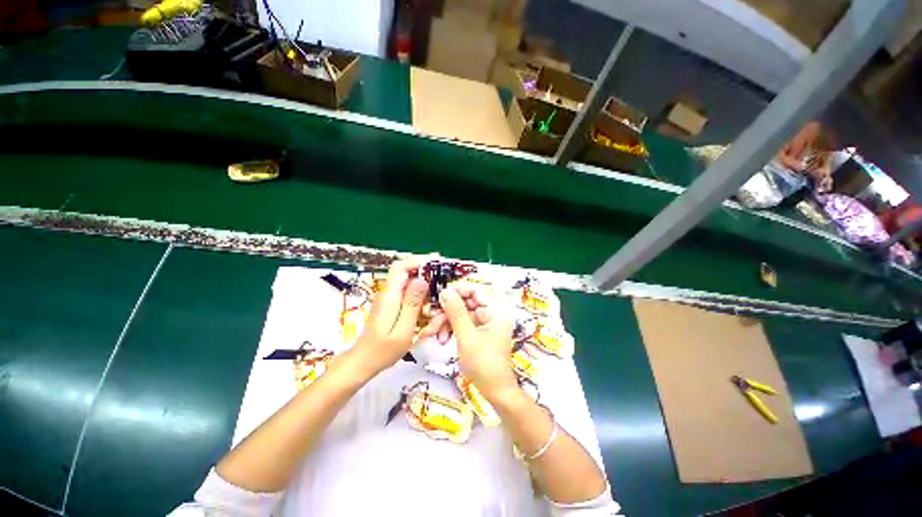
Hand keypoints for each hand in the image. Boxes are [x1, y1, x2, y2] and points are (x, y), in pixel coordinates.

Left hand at [351, 256, 430, 375]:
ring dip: (425, 290)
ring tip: (436, 305)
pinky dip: (420, 300)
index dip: (418, 261)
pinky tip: (427, 312)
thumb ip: (412, 304)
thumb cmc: (383, 350)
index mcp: (390, 296)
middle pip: (407, 273)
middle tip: (441, 286)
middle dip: (426, 276)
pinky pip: (408, 295)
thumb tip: (421, 279)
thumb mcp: (403, 329)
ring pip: (410, 284)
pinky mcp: (392, 305)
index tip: (436, 264)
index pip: (400, 266)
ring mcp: (389, 298)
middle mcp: (388, 293)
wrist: (363, 362)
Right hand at [439, 285, 517, 398]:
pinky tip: (443, 340)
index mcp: (495, 311)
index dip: (458, 290)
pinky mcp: (477, 333)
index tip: (440, 295)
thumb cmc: (484, 363)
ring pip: (460, 314)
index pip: (476, 290)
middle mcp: (490, 314)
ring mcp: (483, 324)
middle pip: (465, 302)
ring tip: (434, 334)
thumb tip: (445, 291)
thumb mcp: (467, 336)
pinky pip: (461, 324)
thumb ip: (456, 312)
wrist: (494, 391)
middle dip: (447, 311)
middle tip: (432, 319)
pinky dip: (450, 330)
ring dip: (446, 322)